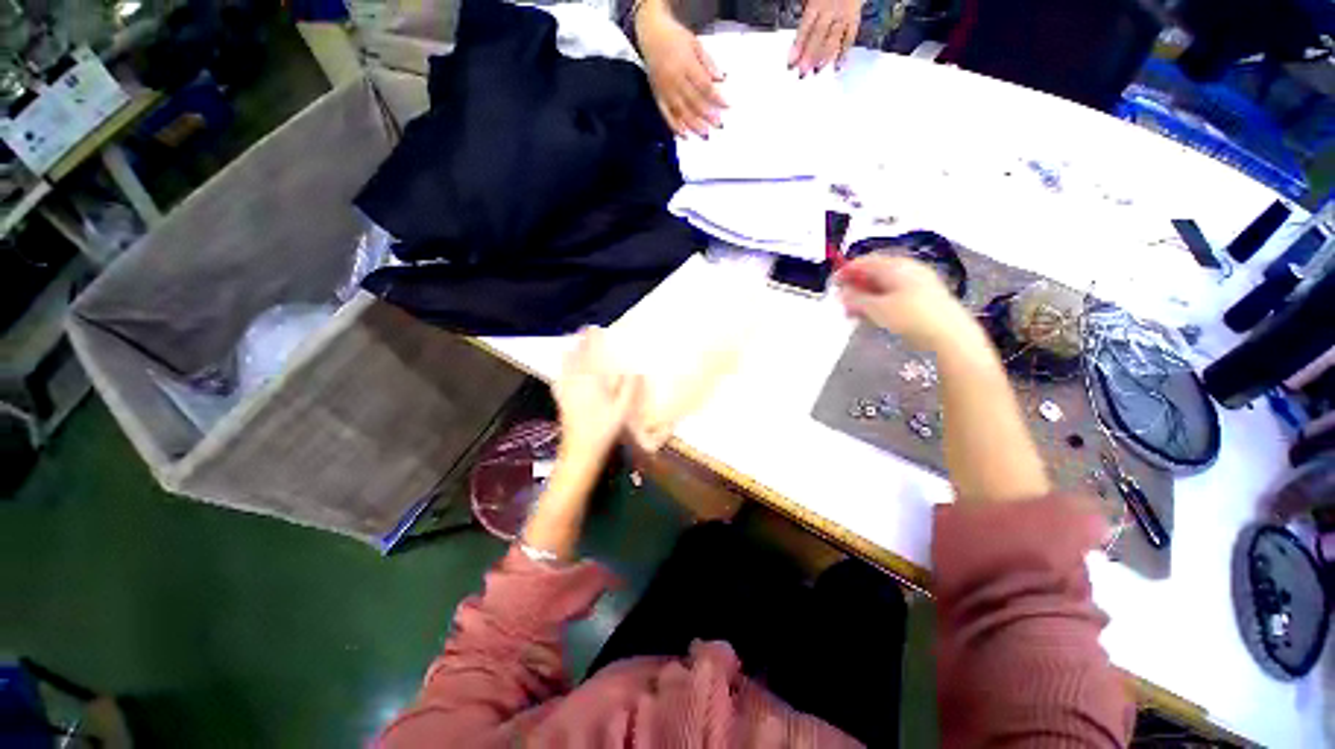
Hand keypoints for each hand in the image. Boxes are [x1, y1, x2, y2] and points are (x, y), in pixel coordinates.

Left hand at [554, 327, 643, 462]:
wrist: (580, 451)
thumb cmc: (604, 429)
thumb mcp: (623, 409)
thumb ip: (630, 388)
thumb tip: (636, 371)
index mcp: (591, 380)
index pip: (590, 354)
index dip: (591, 339)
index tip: (593, 327)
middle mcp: (575, 381)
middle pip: (575, 356)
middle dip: (578, 343)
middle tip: (582, 333)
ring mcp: (566, 391)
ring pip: (565, 366)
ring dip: (569, 353)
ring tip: (572, 347)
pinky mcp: (561, 400)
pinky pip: (559, 379)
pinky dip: (561, 371)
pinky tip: (562, 374)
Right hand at [636, 1, 726, 136]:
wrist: (650, 33)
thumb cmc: (675, 38)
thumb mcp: (695, 43)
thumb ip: (708, 62)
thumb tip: (721, 79)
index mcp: (686, 64)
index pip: (704, 85)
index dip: (716, 97)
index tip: (726, 106)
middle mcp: (675, 79)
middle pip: (693, 101)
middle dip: (707, 115)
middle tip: (718, 125)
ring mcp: (665, 89)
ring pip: (681, 111)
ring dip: (694, 125)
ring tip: (705, 134)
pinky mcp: (658, 96)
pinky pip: (666, 114)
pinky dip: (675, 126)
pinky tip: (684, 135)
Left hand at [789, 0, 860, 74]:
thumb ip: (806, 13)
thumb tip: (798, 39)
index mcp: (817, 2)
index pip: (806, 27)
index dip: (798, 45)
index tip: (791, 62)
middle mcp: (831, 9)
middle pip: (819, 35)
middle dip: (810, 55)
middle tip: (802, 71)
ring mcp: (844, 15)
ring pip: (834, 39)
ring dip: (824, 57)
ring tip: (816, 71)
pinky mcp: (854, 19)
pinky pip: (850, 37)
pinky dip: (844, 53)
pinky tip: (837, 66)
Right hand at [837, 255, 983, 352]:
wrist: (949, 335)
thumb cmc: (911, 317)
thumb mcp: (876, 309)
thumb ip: (855, 299)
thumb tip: (842, 293)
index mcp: (896, 266)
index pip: (865, 262)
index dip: (846, 271)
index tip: (832, 283)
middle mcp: (907, 270)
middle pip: (874, 273)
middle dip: (855, 286)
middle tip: (841, 301)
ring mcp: (917, 284)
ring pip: (883, 286)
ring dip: (865, 297)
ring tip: (853, 312)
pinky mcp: (922, 299)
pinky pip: (893, 295)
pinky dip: (878, 303)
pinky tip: (872, 316)